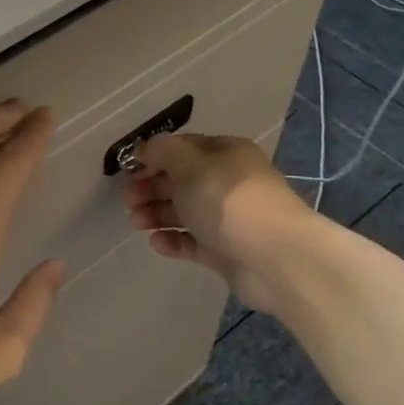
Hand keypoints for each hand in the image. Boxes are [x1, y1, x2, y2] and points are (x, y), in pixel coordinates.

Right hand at [120, 133, 309, 312]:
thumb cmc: (228, 199)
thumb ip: (161, 152)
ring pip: (185, 212)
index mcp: (226, 153)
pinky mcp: (227, 251)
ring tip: (136, 222)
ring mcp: (229, 219)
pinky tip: (156, 242)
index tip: (128, 169)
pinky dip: (174, 240)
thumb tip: (143, 150)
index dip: (154, 156)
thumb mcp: (189, 163)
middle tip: (127, 199)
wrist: (275, 256)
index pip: (184, 148)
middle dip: (151, 187)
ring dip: (157, 214)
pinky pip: (193, 242)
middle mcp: (229, 182)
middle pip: (182, 180)